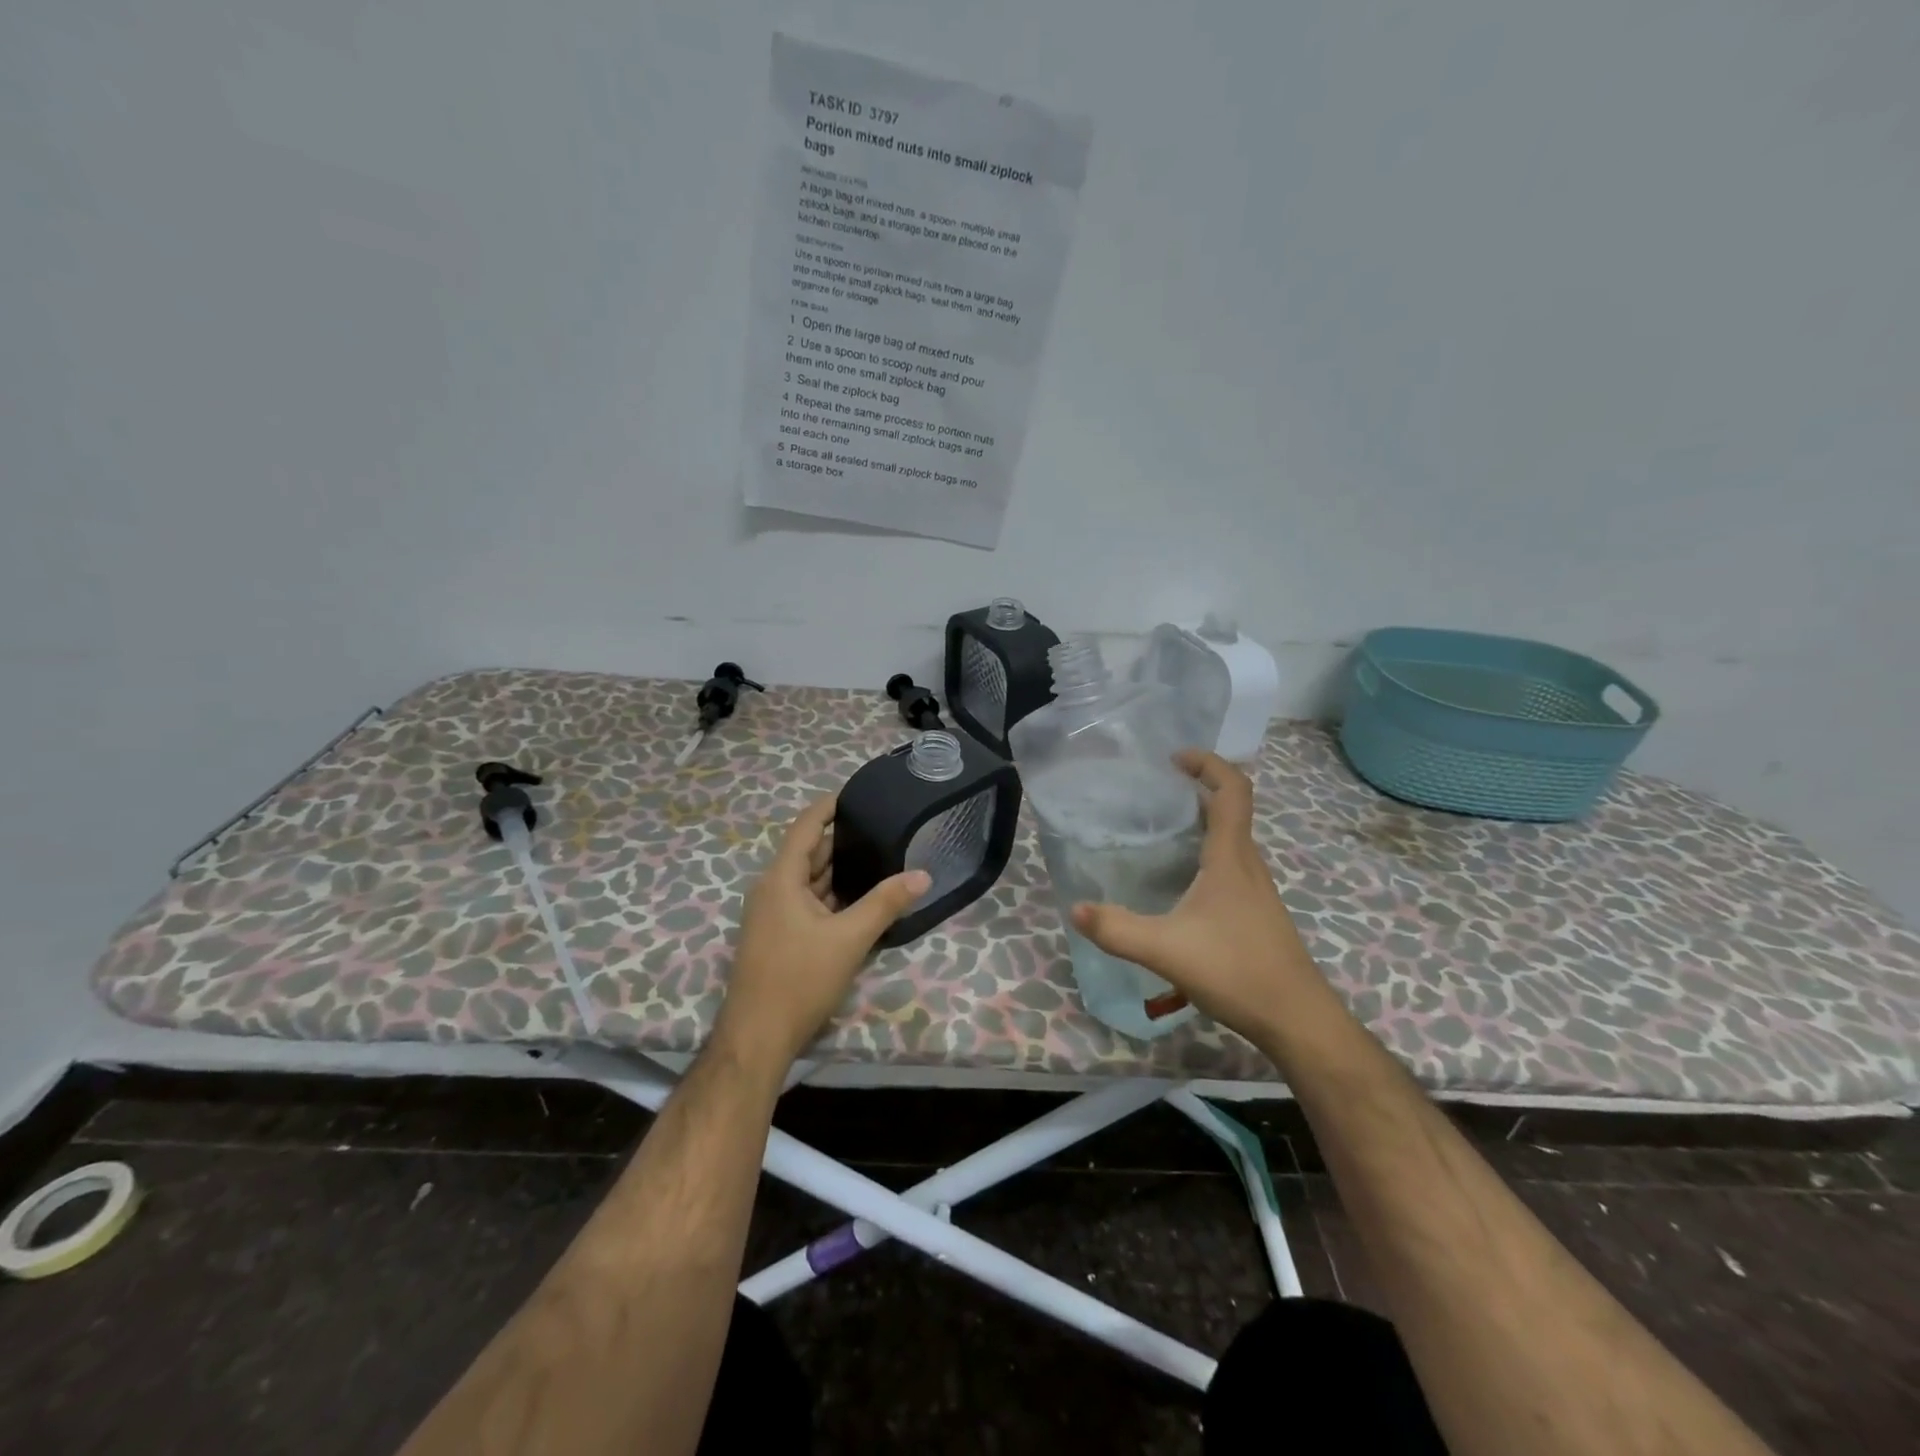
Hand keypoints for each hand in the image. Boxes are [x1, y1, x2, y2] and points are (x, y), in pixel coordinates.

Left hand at [716, 792, 930, 1069]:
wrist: (757, 1037)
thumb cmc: (799, 979)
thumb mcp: (850, 939)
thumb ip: (886, 903)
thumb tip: (923, 874)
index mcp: (781, 878)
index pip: (806, 826)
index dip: (829, 806)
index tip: (858, 794)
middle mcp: (772, 889)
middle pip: (809, 853)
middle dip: (842, 841)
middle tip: (881, 829)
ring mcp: (771, 914)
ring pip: (809, 881)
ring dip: (838, 871)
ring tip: (878, 858)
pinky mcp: (777, 936)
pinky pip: (806, 903)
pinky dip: (831, 896)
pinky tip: (859, 899)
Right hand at [1069, 751, 1329, 1045]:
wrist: (1297, 1019)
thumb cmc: (1237, 971)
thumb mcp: (1167, 950)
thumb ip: (1118, 929)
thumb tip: (1075, 909)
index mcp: (1231, 857)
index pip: (1232, 791)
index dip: (1209, 764)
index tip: (1175, 758)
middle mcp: (1248, 864)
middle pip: (1231, 809)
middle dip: (1197, 789)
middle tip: (1156, 790)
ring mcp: (1255, 890)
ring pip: (1231, 838)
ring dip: (1203, 821)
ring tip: (1160, 828)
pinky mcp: (1255, 912)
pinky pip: (1230, 864)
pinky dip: (1206, 852)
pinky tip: (1180, 880)